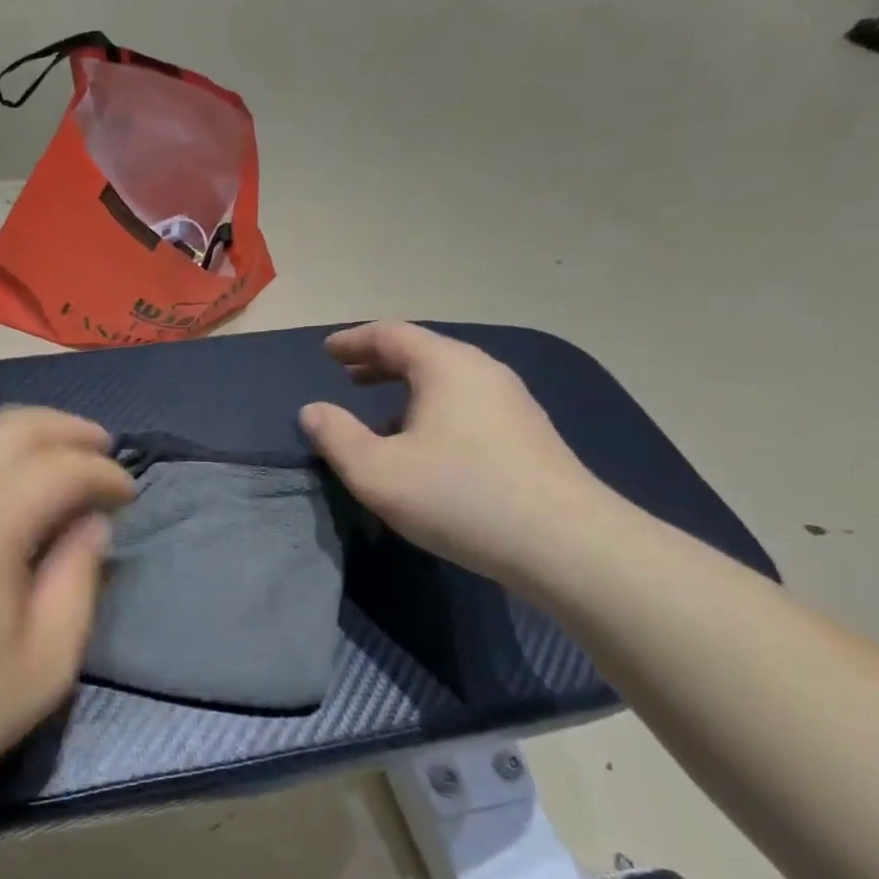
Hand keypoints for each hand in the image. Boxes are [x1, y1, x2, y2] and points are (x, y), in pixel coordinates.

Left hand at [0, 407, 135, 830]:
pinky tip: (0, 492)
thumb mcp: (42, 664)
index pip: (60, 467)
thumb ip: (78, 582)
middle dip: (66, 429)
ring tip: (57, 462)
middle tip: (103, 449)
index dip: (103, 473)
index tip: (130, 495)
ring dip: (23, 438)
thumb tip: (90, 526)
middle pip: (12, 425)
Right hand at [300, 323, 621, 585]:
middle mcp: (483, 372)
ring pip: (448, 379)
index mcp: (446, 367)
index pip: (391, 334)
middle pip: (423, 352)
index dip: (353, 340)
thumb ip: (336, 437)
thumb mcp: (376, 471)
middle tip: (347, 377)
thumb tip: (313, 411)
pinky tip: (425, 443)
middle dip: (379, 362)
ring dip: (407, 387)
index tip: (326, 352)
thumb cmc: (458, 496)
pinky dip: (433, 407)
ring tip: (380, 412)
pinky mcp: (527, 434)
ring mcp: (512, 402)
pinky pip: (467, 403)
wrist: (565, 544)